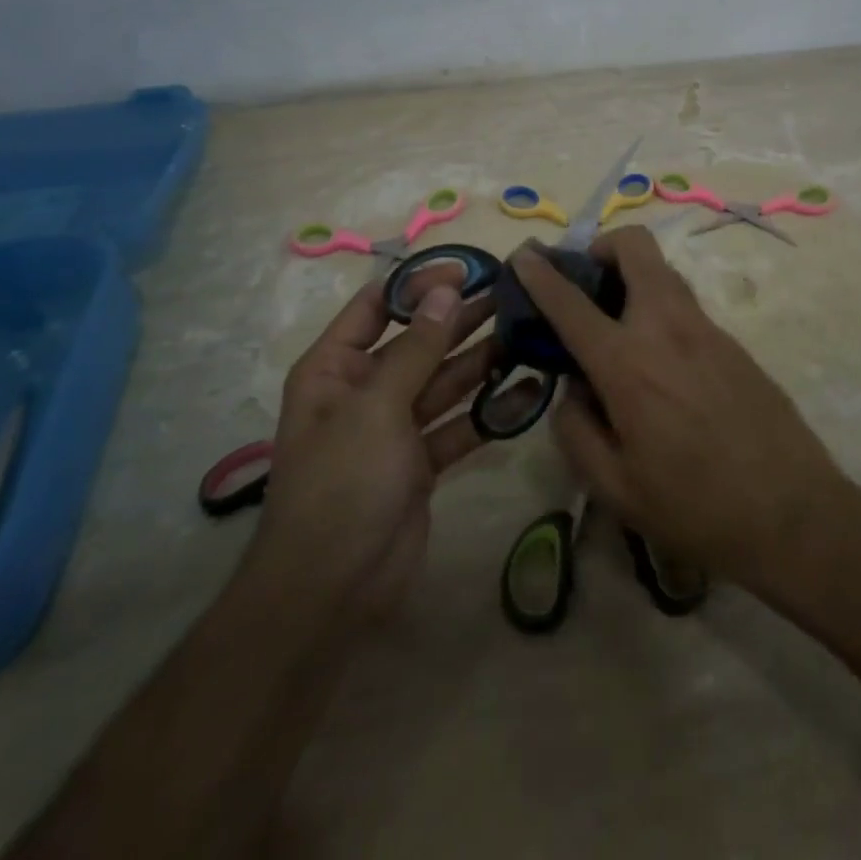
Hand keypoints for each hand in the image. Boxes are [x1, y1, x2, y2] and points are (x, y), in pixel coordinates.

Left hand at [247, 275, 540, 619]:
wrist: (332, 591)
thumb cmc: (342, 483)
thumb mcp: (377, 407)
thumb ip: (417, 347)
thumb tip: (446, 289)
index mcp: (336, 368)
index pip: (378, 306)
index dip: (420, 283)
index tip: (468, 269)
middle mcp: (365, 390)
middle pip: (420, 341)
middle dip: (462, 319)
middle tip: (513, 296)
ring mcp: (396, 427)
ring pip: (445, 381)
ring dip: (482, 360)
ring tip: (527, 334)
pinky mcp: (423, 462)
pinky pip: (460, 424)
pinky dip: (490, 411)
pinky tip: (528, 391)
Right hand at [513, 227, 850, 594]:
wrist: (794, 514)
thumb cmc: (695, 508)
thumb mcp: (614, 487)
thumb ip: (576, 428)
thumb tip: (573, 388)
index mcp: (627, 363)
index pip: (571, 301)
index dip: (540, 273)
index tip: (522, 255)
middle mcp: (666, 328)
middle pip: (635, 246)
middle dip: (602, 247)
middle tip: (587, 282)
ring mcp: (706, 329)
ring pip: (663, 272)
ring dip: (633, 276)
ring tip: (617, 322)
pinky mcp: (733, 342)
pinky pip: (685, 305)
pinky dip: (659, 309)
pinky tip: (660, 361)